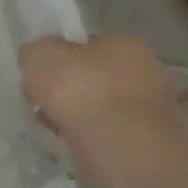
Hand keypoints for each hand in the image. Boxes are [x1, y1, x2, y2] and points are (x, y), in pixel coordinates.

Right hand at [19, 36, 183, 147]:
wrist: (115, 144)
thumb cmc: (78, 88)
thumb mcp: (38, 54)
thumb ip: (36, 51)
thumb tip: (38, 59)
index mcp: (126, 44)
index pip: (88, 45)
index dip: (60, 57)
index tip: (41, 73)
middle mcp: (148, 71)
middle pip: (95, 76)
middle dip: (69, 88)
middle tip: (43, 100)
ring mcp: (152, 108)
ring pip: (101, 106)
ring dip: (77, 113)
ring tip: (53, 123)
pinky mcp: (148, 140)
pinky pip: (107, 131)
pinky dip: (88, 135)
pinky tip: (70, 140)